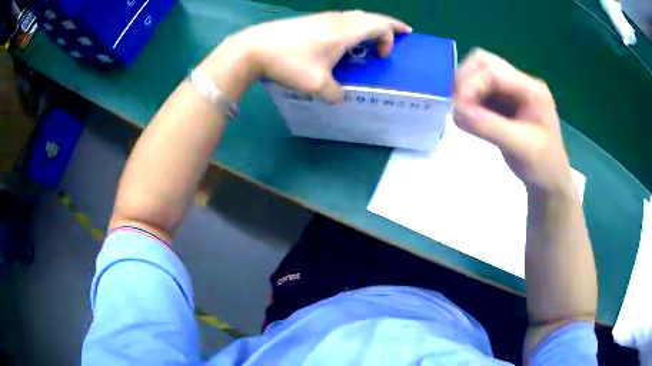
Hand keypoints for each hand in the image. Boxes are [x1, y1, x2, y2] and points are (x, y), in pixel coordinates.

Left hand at [213, 11, 411, 102]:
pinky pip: (341, 19)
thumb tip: (340, 98)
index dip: (391, 37)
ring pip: (355, 16)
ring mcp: (322, 18)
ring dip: (370, 24)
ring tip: (375, 35)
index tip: (385, 56)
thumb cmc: (288, 62)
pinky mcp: (310, 21)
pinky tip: (345, 38)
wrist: (254, 47)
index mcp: (345, 31)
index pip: (380, 25)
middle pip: (371, 16)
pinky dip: (353, 25)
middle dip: (389, 24)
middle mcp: (337, 20)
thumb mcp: (315, 84)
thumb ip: (334, 93)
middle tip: (402, 32)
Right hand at [453, 49, 573, 195]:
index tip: (456, 109)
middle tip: (457, 105)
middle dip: (466, 80)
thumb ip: (488, 126)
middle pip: (485, 62)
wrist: (549, 180)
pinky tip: (470, 115)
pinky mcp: (505, 100)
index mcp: (531, 89)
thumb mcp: (519, 147)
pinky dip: (470, 98)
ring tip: (462, 111)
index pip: (494, 72)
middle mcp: (521, 82)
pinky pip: (481, 89)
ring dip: (466, 88)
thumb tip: (455, 110)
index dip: (471, 85)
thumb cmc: (542, 165)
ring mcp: (513, 90)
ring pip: (480, 72)